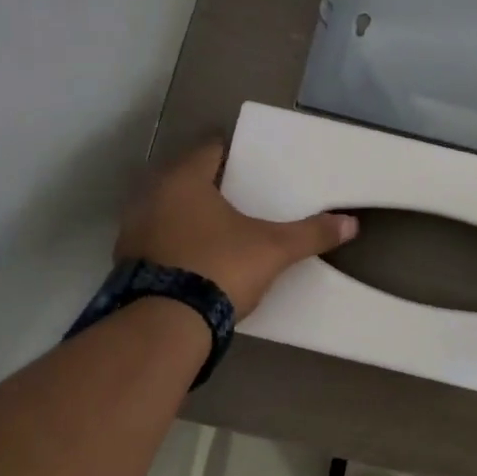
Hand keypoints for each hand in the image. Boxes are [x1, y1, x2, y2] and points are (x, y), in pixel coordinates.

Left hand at [116, 142, 356, 315]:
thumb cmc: (219, 267)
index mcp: (184, 181)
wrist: (165, 324)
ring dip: (189, 216)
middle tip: (242, 195)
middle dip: (211, 186)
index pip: (209, 150)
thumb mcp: (274, 250)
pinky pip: (158, 241)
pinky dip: (176, 243)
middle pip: (186, 180)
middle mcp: (151, 197)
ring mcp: (133, 231)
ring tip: (221, 228)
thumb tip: (351, 224)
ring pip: (167, 211)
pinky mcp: (126, 263)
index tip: (251, 161)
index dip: (231, 152)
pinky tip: (198, 258)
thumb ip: (311, 234)